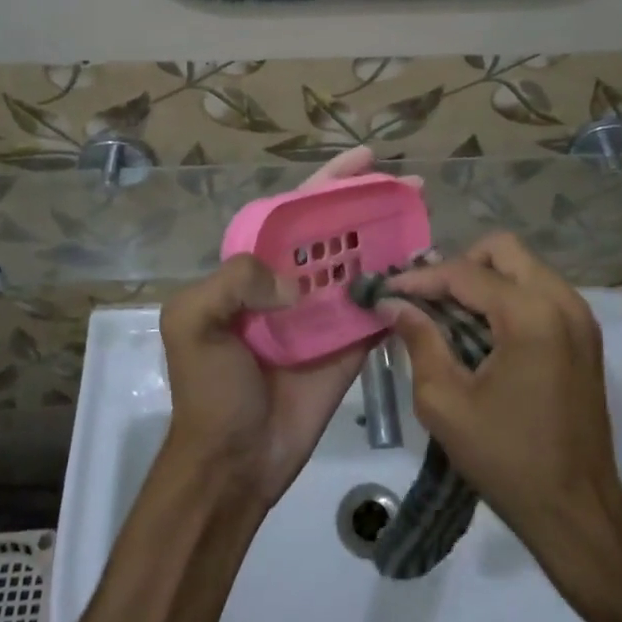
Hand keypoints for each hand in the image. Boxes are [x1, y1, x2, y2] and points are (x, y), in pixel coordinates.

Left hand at [160, 148, 412, 505]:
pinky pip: (379, 312)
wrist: (233, 461)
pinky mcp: (350, 347)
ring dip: (394, 243)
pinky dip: (402, 293)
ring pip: (364, 267)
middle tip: (413, 186)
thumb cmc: (209, 389)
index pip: (298, 211)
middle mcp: (294, 283)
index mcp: (256, 268)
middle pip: (339, 232)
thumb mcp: (193, 322)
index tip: (367, 159)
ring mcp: (325, 315)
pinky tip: (428, 273)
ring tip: (427, 219)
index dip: (331, 182)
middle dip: (372, 204)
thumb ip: (233, 280)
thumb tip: (296, 285)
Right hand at [380, 234, 621, 563]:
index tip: (387, 290)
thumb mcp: (446, 403)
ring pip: (523, 266)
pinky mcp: (586, 334)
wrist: (578, 511)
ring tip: (450, 313)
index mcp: (531, 316)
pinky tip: (483, 330)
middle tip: (429, 299)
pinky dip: (508, 295)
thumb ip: (419, 341)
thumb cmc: (507, 459)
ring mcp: (580, 316)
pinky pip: (540, 290)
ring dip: (484, 279)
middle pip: (502, 250)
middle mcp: (562, 302)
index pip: (465, 273)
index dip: (421, 278)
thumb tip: (392, 303)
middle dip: (459, 266)